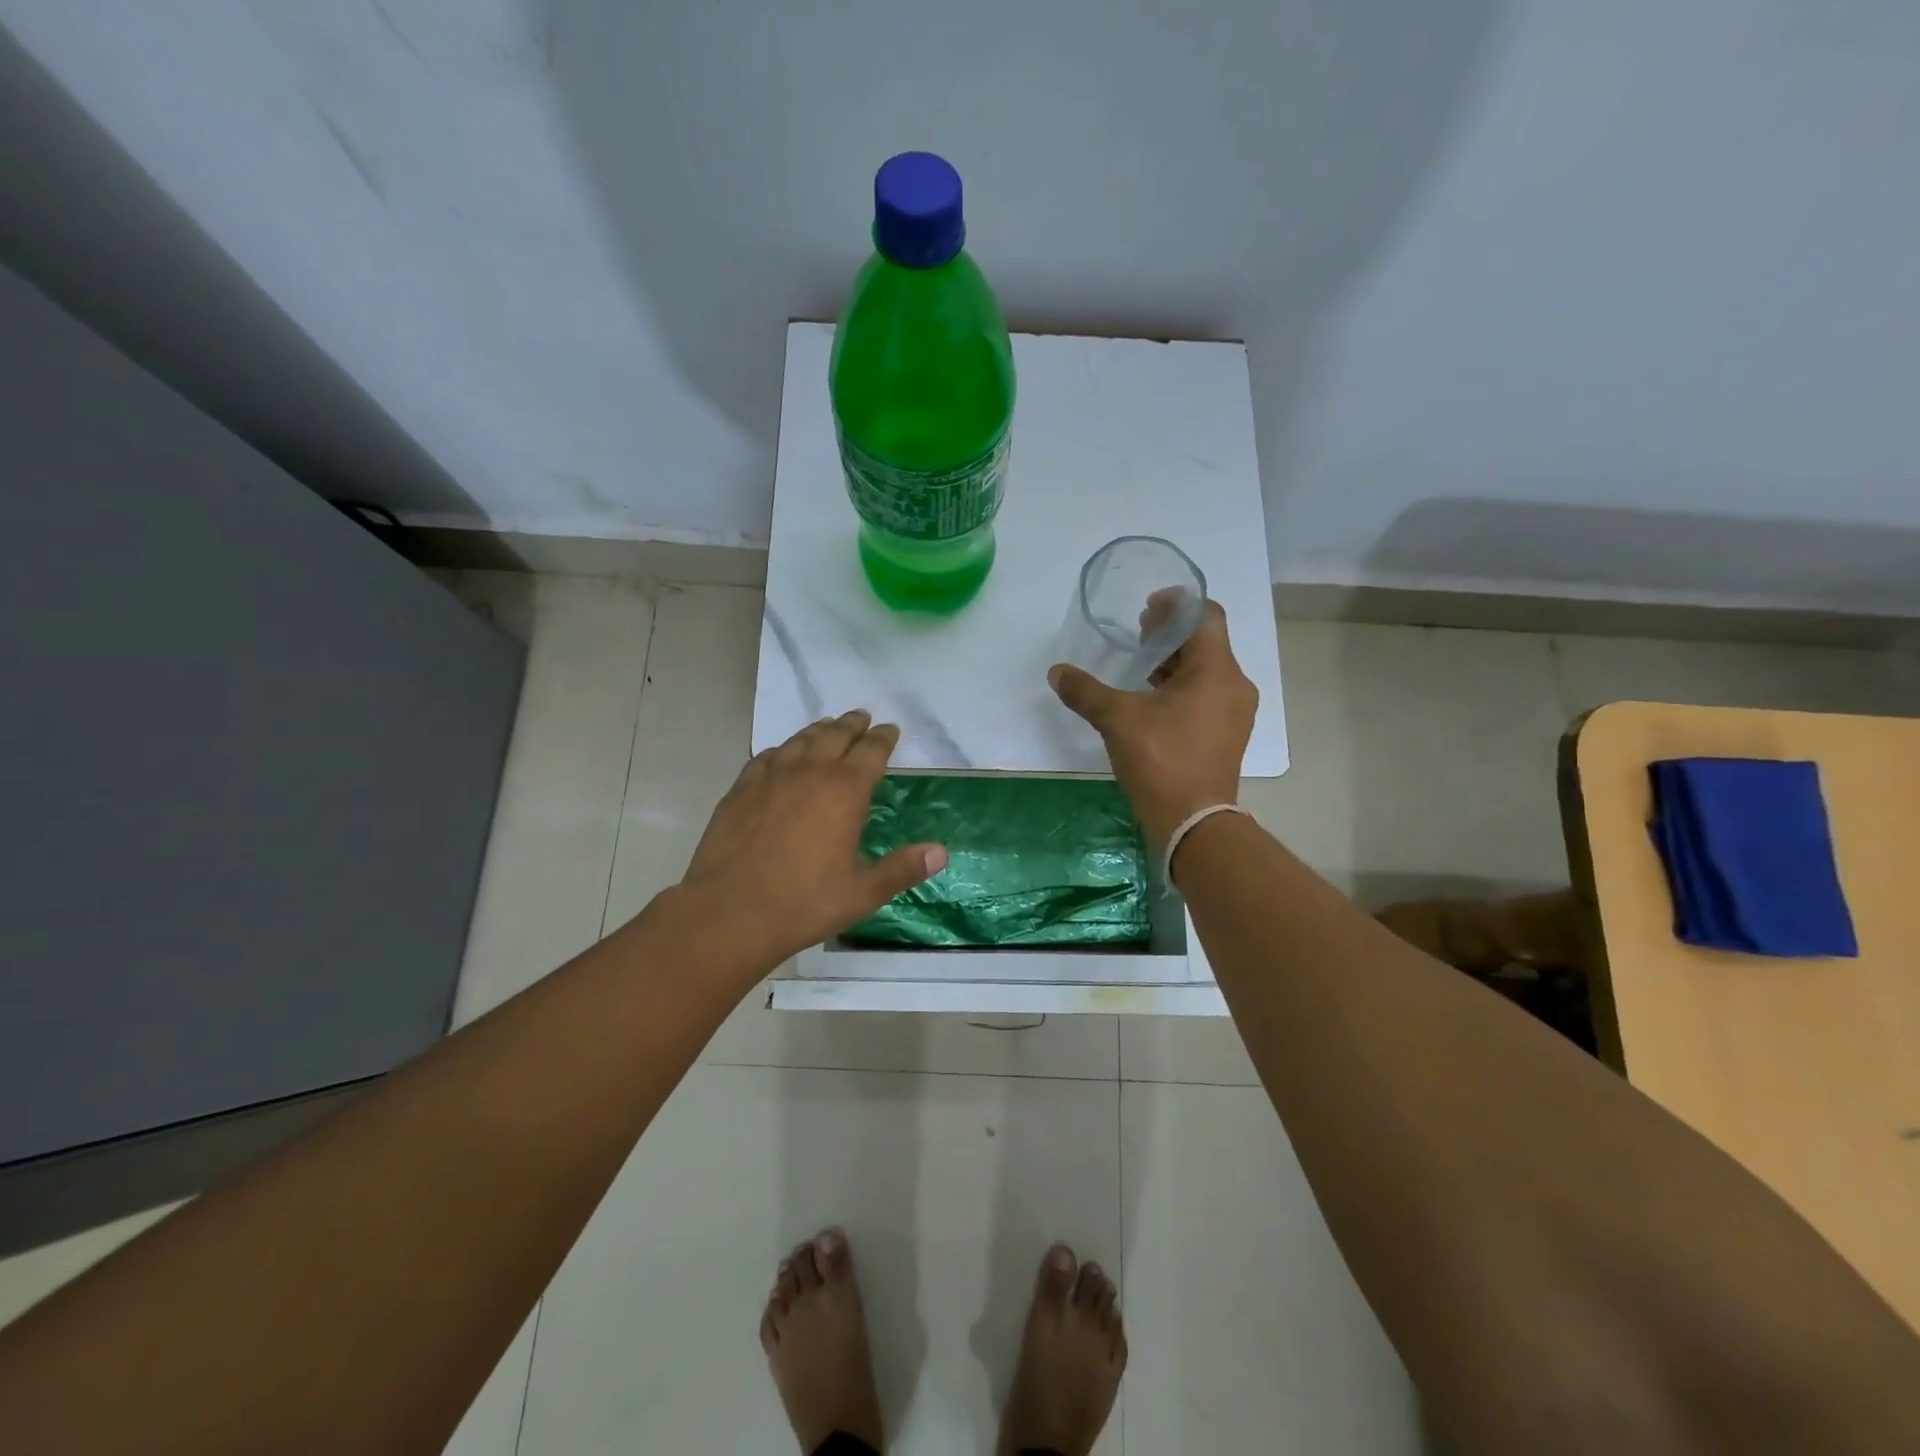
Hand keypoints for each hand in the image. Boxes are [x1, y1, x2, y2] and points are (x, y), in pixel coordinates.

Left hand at [680, 710, 946, 965]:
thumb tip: (941, 852)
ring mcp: (771, 778)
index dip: (883, 738)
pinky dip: (781, 750)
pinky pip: (766, 757)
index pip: (871, 752)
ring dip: (818, 730)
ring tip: (827, 726)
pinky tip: (782, 754)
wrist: (731, 911)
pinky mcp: (741, 789)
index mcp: (845, 791)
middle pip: (835, 735)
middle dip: (852, 725)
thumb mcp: (863, 892)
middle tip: (861, 717)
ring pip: (800, 741)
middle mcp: (810, 772)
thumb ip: (903, 869)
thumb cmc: (805, 902)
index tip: (890, 729)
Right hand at [1049, 601, 1257, 849]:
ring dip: (1176, 662)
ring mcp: (1235, 712)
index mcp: (1216, 670)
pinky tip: (1153, 701)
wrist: (1194, 823)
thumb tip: (1057, 672)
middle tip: (1139, 636)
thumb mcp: (1117, 720)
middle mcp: (1235, 685)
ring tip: (1141, 667)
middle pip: (1206, 641)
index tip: (1147, 609)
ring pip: (1207, 670)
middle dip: (1171, 634)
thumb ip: (1086, 691)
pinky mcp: (1227, 734)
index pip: (1206, 615)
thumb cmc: (1161, 760)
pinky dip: (1183, 687)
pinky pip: (1208, 694)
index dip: (1177, 605)